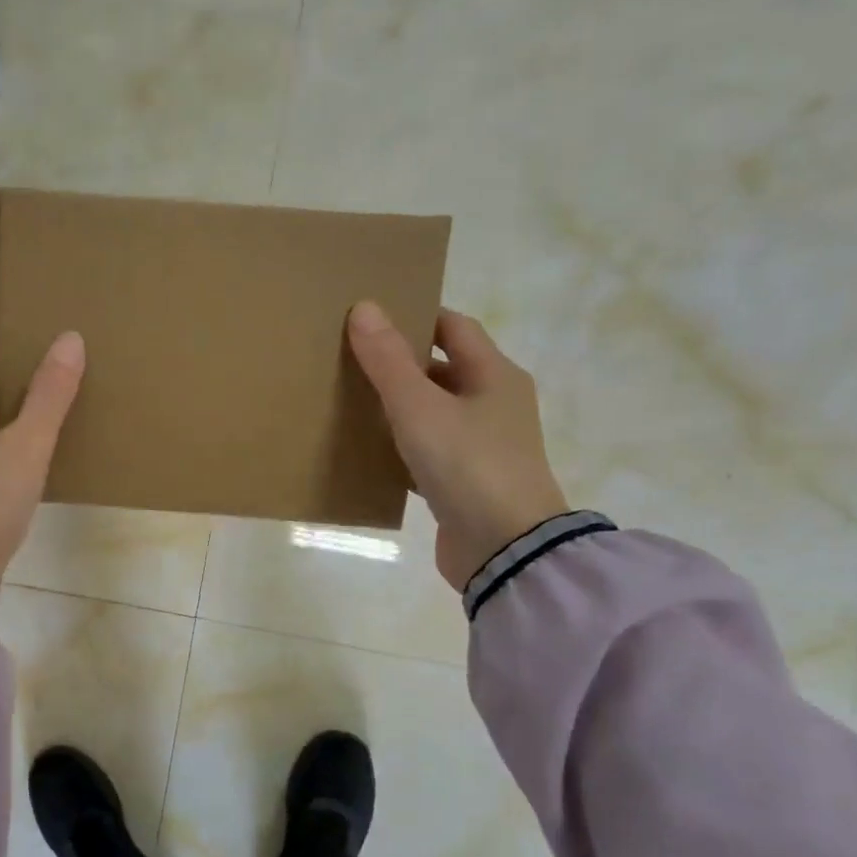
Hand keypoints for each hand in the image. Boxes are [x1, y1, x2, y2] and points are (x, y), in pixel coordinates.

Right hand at [347, 301, 568, 591]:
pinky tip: (369, 453)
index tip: (372, 319)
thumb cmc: (467, 465)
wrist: (505, 549)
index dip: (416, 317)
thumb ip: (389, 361)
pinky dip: (402, 448)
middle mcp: (495, 405)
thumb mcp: (420, 408)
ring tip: (352, 404)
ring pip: (434, 414)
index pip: (455, 328)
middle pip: (444, 370)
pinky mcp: (467, 483)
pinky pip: (429, 452)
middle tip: (351, 361)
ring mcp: (484, 447)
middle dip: (400, 365)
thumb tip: (365, 307)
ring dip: (399, 408)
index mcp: (495, 376)